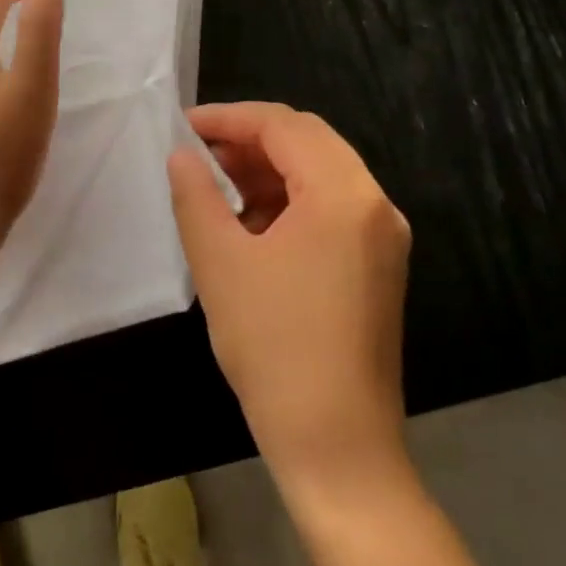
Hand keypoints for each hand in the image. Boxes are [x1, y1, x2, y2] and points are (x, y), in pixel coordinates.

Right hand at [168, 103, 411, 491]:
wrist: (338, 447)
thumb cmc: (274, 348)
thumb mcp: (221, 263)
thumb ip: (196, 196)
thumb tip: (182, 156)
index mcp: (344, 194)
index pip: (284, 126)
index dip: (229, 118)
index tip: (183, 127)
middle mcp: (375, 203)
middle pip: (308, 142)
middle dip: (249, 140)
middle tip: (197, 154)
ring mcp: (382, 235)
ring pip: (320, 173)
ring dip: (268, 170)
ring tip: (216, 187)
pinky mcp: (378, 264)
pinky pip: (331, 208)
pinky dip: (289, 201)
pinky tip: (250, 223)